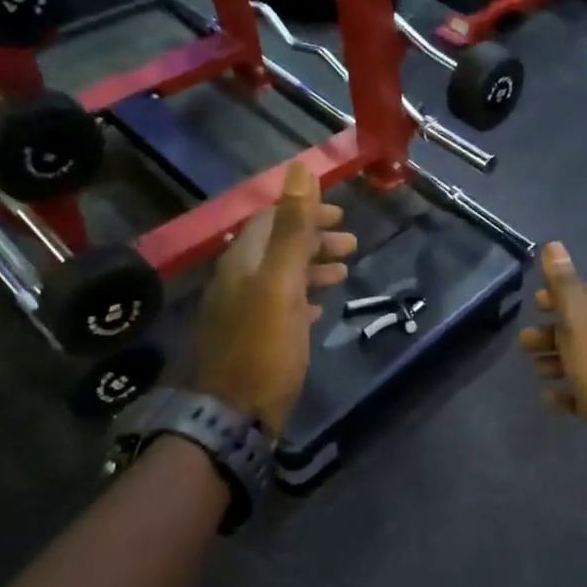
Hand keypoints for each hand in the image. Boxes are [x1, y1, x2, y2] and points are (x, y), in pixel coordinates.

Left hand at [194, 160, 356, 435]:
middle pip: (277, 247)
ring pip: (280, 277)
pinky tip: (319, 308)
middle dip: (314, 240)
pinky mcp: (251, 340)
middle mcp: (237, 281)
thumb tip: (299, 170)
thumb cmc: (264, 347)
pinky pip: (279, 306)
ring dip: (312, 268)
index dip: (305, 211)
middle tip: (352, 244)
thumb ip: (292, 229)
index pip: (271, 220)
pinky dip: (302, 298)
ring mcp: (242, 312)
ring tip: (344, 272)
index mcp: (242, 262)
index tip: (340, 215)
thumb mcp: (281, 283)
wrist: (234, 415)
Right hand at [519, 243, 586, 477]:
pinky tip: (553, 400)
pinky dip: (569, 393)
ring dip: (557, 361)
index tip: (536, 304)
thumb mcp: (580, 323)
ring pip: (584, 360)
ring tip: (536, 372)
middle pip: (582, 327)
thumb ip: (565, 286)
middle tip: (524, 343)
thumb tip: (554, 245)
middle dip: (552, 332)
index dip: (561, 295)